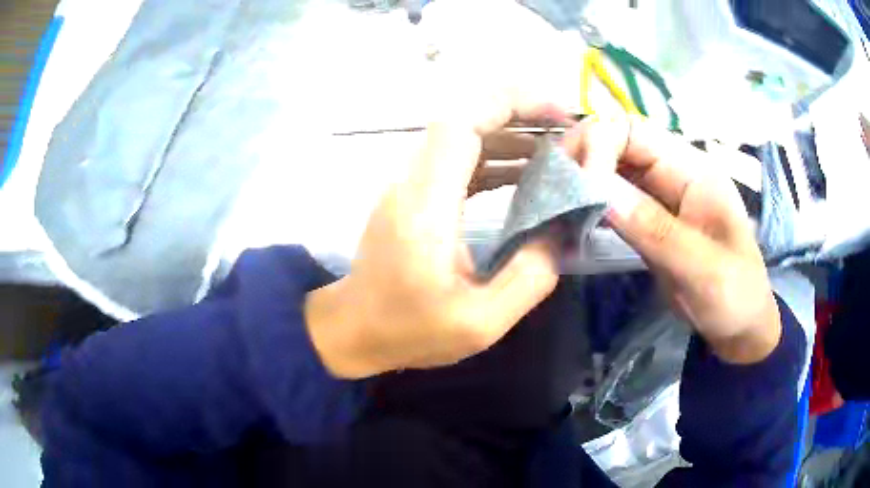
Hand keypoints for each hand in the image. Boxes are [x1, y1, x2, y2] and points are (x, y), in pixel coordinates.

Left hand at [305, 93, 563, 379]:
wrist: (355, 327)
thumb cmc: (410, 330)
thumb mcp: (481, 323)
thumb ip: (529, 277)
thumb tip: (559, 232)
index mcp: (425, 205)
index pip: (461, 124)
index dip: (510, 105)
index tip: (558, 116)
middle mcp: (412, 181)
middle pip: (463, 119)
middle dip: (519, 114)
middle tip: (567, 132)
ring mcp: (410, 184)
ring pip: (462, 136)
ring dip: (510, 135)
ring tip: (556, 152)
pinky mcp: (414, 194)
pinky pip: (458, 160)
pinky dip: (495, 157)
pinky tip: (526, 175)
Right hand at [563, 116, 780, 363]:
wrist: (738, 326)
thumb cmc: (734, 296)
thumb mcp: (702, 268)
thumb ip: (655, 229)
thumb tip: (596, 189)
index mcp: (694, 169)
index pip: (635, 131)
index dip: (600, 145)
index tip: (577, 184)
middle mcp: (672, 171)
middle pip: (616, 142)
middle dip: (580, 156)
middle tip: (551, 189)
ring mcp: (658, 195)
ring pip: (609, 168)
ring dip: (579, 179)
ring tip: (551, 201)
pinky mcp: (646, 218)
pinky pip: (611, 198)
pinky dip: (587, 203)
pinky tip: (569, 216)